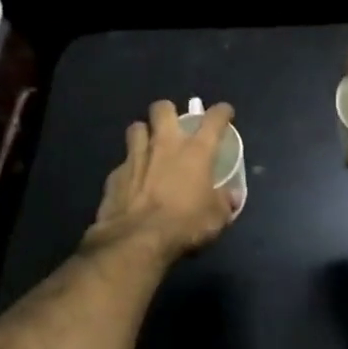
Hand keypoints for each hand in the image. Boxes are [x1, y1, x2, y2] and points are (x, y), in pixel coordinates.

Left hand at [84, 100, 237, 261]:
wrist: (137, 239)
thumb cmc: (185, 224)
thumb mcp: (216, 218)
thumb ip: (225, 202)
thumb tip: (232, 197)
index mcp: (196, 151)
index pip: (213, 119)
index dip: (221, 112)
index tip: (224, 113)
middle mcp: (165, 144)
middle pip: (162, 108)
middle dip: (168, 111)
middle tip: (174, 126)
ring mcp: (136, 156)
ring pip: (137, 127)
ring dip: (144, 133)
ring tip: (149, 146)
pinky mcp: (115, 174)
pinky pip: (123, 162)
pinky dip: (130, 167)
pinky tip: (133, 181)